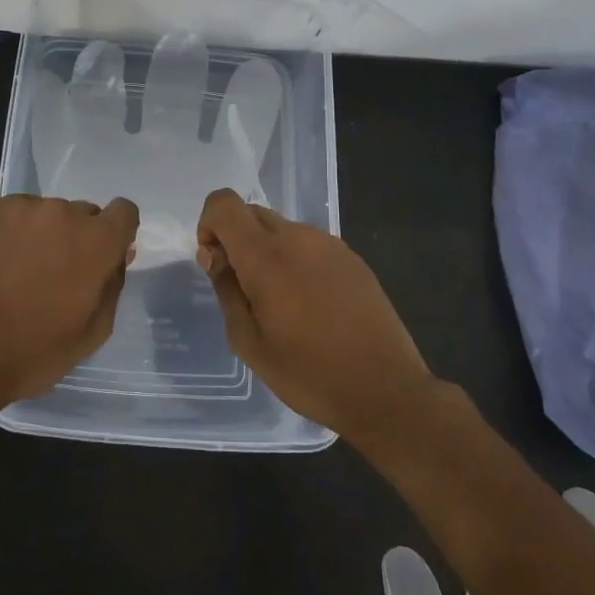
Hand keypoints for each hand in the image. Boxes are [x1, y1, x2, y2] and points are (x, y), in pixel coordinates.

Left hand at [0, 194, 139, 408]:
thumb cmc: (33, 352)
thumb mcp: (93, 332)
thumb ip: (112, 285)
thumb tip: (117, 257)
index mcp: (96, 242)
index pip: (124, 211)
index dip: (117, 232)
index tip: (103, 256)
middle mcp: (63, 213)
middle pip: (84, 214)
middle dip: (78, 238)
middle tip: (56, 274)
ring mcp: (22, 209)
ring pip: (47, 214)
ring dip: (44, 235)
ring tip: (20, 271)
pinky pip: (14, 215)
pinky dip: (13, 233)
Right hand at [196, 188, 433, 439]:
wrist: (386, 390)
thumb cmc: (308, 373)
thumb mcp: (249, 342)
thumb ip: (226, 290)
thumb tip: (216, 257)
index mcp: (266, 255)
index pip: (224, 204)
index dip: (209, 225)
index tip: (215, 263)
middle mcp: (298, 237)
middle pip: (252, 214)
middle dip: (236, 240)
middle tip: (243, 289)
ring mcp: (330, 245)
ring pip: (282, 229)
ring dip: (267, 251)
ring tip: (281, 303)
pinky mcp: (352, 258)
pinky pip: (309, 245)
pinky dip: (296, 261)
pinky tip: (311, 305)